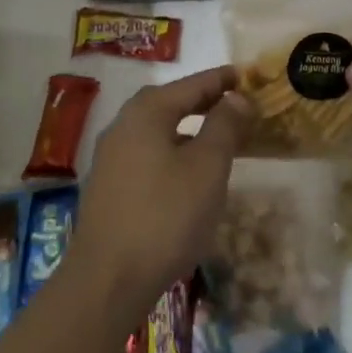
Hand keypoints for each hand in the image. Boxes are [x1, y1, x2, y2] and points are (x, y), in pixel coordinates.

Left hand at [68, 66, 252, 313]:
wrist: (108, 278)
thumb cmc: (166, 216)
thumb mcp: (207, 168)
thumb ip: (224, 127)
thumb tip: (236, 97)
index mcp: (146, 112)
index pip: (190, 84)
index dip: (220, 80)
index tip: (244, 74)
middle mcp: (123, 125)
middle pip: (168, 103)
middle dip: (201, 101)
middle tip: (232, 102)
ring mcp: (110, 156)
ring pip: (156, 130)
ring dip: (185, 128)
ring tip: (214, 137)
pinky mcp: (107, 185)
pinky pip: (146, 153)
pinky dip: (171, 151)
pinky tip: (185, 173)